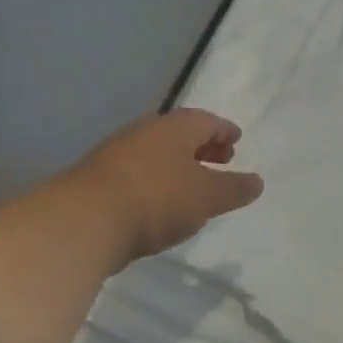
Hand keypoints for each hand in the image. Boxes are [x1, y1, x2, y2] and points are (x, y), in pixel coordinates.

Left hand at [75, 108, 264, 260]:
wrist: (86, 221)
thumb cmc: (157, 199)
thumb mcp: (207, 197)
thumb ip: (234, 189)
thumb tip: (256, 181)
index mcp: (173, 128)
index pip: (206, 120)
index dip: (224, 130)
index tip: (237, 140)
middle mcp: (143, 133)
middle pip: (179, 134)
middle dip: (202, 146)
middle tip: (220, 160)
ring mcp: (116, 155)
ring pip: (157, 154)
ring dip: (178, 165)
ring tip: (193, 186)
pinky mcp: (99, 180)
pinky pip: (138, 173)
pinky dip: (157, 182)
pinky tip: (161, 204)